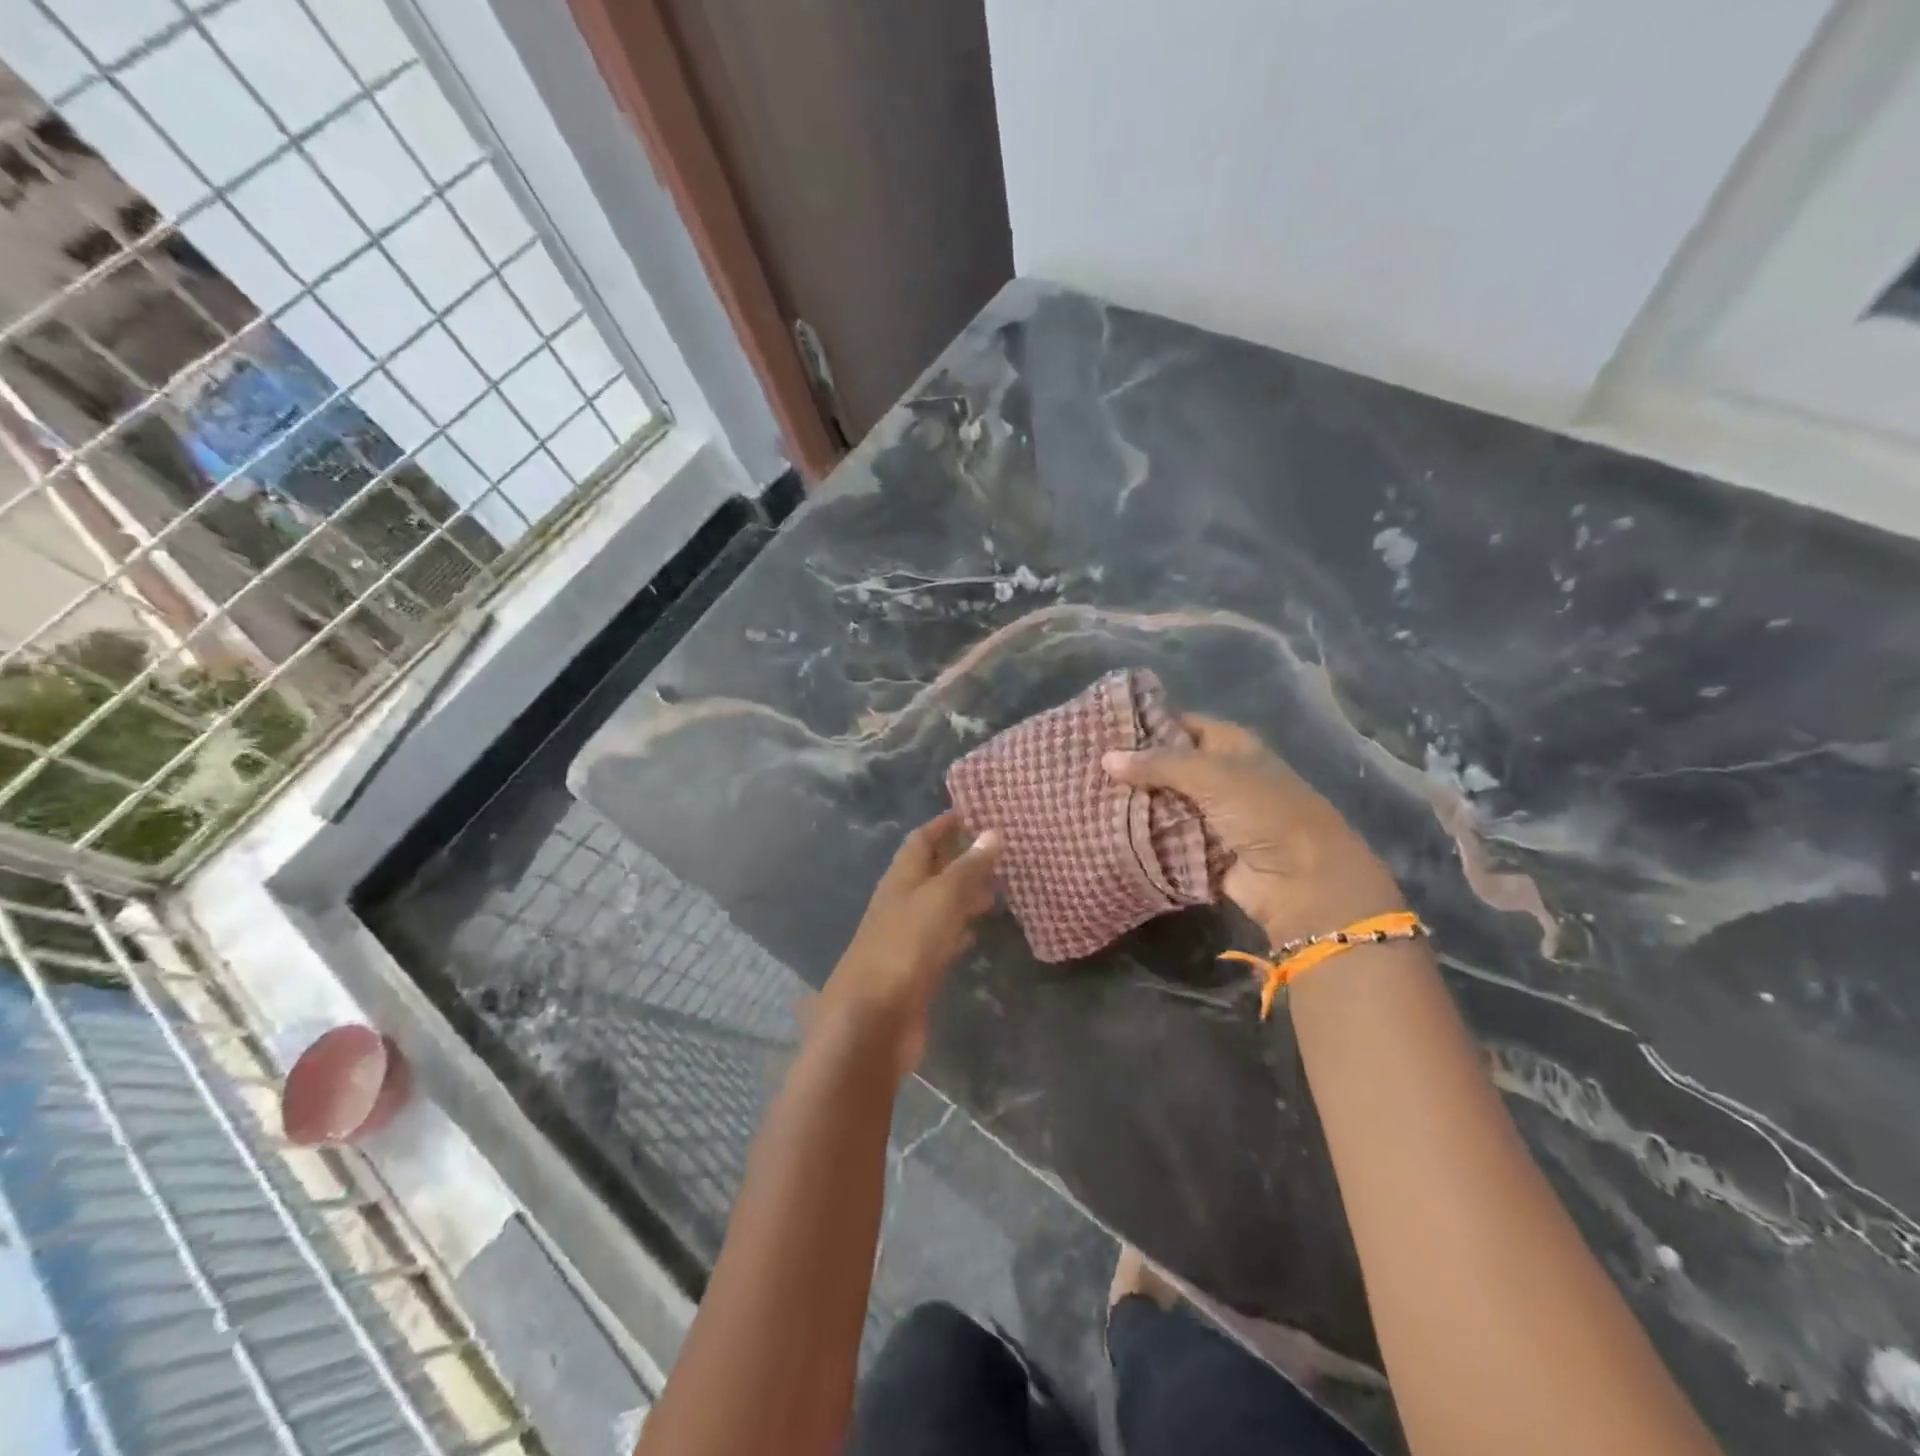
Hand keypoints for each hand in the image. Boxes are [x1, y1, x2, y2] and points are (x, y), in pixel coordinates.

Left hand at [816, 812, 1003, 1077]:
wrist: (873, 1022)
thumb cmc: (904, 949)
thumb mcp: (940, 900)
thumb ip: (967, 868)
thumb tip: (992, 832)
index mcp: (900, 880)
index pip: (921, 841)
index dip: (943, 825)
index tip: (972, 812)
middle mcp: (901, 904)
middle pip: (930, 872)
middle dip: (958, 858)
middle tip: (995, 850)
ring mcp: (907, 939)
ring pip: (938, 907)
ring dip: (962, 894)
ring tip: (996, 886)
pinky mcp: (916, 971)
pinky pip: (941, 941)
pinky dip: (959, 930)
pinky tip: (977, 932)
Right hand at [1103, 715, 1403, 944]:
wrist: (1302, 881)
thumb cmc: (1264, 812)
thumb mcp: (1212, 776)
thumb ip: (1158, 764)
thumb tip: (1106, 757)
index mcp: (1229, 745)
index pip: (1178, 724)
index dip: (1143, 724)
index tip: (1099, 727)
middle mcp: (1218, 775)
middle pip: (1165, 765)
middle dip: (1130, 768)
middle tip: (1081, 763)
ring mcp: (1209, 814)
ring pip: (1160, 802)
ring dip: (1131, 803)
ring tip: (1081, 794)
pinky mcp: (1200, 849)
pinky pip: (1163, 837)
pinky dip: (1140, 835)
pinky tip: (1102, 828)